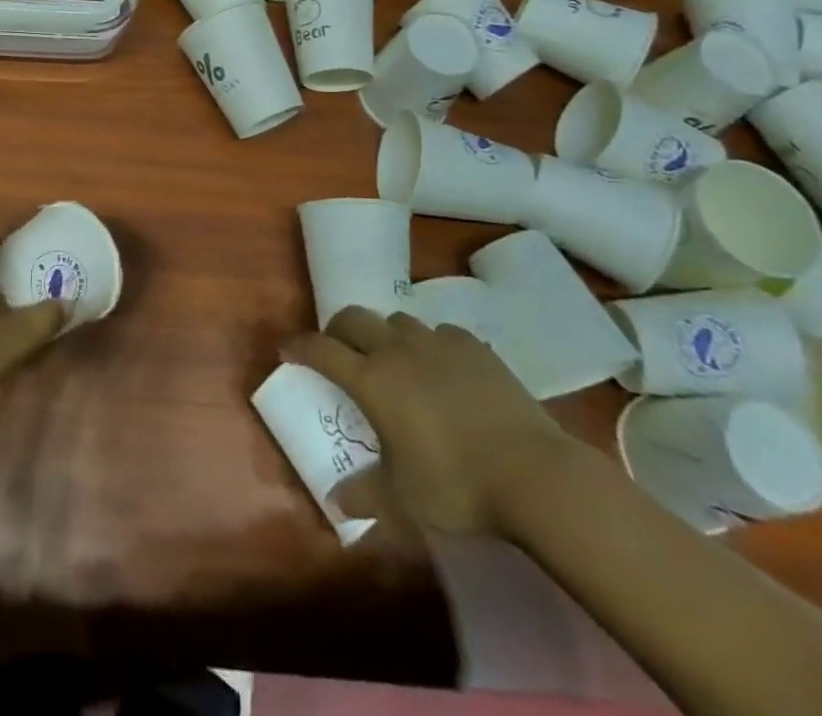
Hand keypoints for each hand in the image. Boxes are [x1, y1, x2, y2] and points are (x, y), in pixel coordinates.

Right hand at [285, 308, 575, 536]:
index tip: (287, 350)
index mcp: (372, 379)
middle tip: (338, 350)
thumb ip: (366, 496)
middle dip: (337, 329)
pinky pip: (439, 332)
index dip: (299, 346)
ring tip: (393, 359)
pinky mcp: (473, 346)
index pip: (321, 350)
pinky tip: (441, 367)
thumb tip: (337, 503)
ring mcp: (437, 343)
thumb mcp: (405, 501)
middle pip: (353, 318)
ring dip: (385, 334)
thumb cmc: (457, 484)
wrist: (533, 473)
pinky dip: (429, 344)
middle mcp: (397, 350)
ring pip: (396, 320)